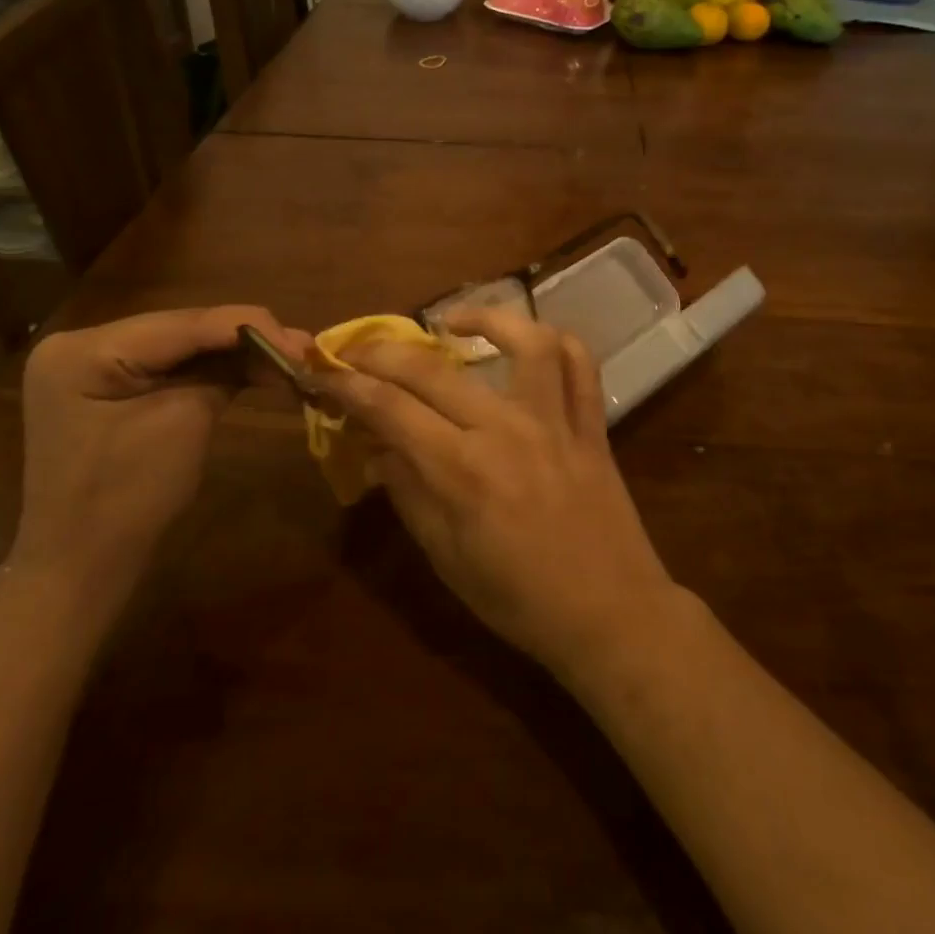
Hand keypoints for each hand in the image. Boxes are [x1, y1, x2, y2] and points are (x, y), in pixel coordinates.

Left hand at [14, 307, 308, 611]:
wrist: (78, 569)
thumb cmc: (126, 499)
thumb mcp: (183, 423)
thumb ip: (224, 373)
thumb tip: (278, 346)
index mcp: (85, 349)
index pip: (183, 322)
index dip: (249, 326)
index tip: (303, 342)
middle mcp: (81, 343)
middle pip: (180, 328)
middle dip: (244, 337)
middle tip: (302, 348)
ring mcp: (90, 365)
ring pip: (178, 346)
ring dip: (232, 352)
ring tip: (289, 356)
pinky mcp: (105, 387)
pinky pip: (166, 367)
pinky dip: (209, 370)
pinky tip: (251, 369)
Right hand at [312, 309, 681, 679]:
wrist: (610, 615)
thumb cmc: (518, 599)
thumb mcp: (446, 558)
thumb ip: (408, 493)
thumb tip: (377, 447)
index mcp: (462, 471)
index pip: (390, 408)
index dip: (349, 385)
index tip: (325, 372)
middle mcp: (506, 430)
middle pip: (433, 369)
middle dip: (382, 351)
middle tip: (359, 349)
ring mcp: (555, 422)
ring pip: (525, 342)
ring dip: (484, 317)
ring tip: (450, 323)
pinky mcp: (591, 425)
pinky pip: (581, 365)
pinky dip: (556, 340)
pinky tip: (527, 341)